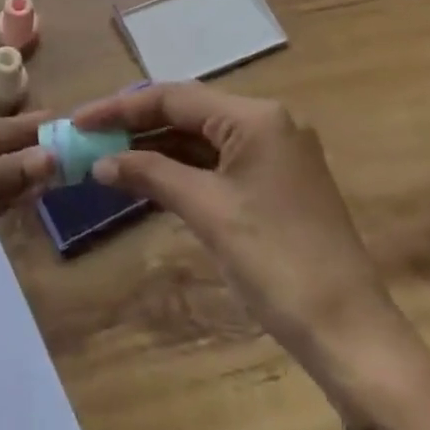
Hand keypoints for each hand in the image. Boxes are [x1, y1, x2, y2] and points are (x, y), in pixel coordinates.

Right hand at [75, 83, 429, 429]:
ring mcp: (276, 152)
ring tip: (108, 157)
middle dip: (137, 125)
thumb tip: (101, 162)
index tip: (79, 121)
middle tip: (89, 139)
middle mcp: (269, 123)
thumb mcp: (207, 212)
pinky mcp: (277, 182)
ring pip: (203, 138)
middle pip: (189, 112)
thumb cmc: (276, 262)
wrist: (350, 332)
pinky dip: (183, 168)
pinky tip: (149, 177)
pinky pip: (220, 162)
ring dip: (158, 147)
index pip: (175, 97)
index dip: (122, 108)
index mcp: (256, 117)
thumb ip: (151, 175)